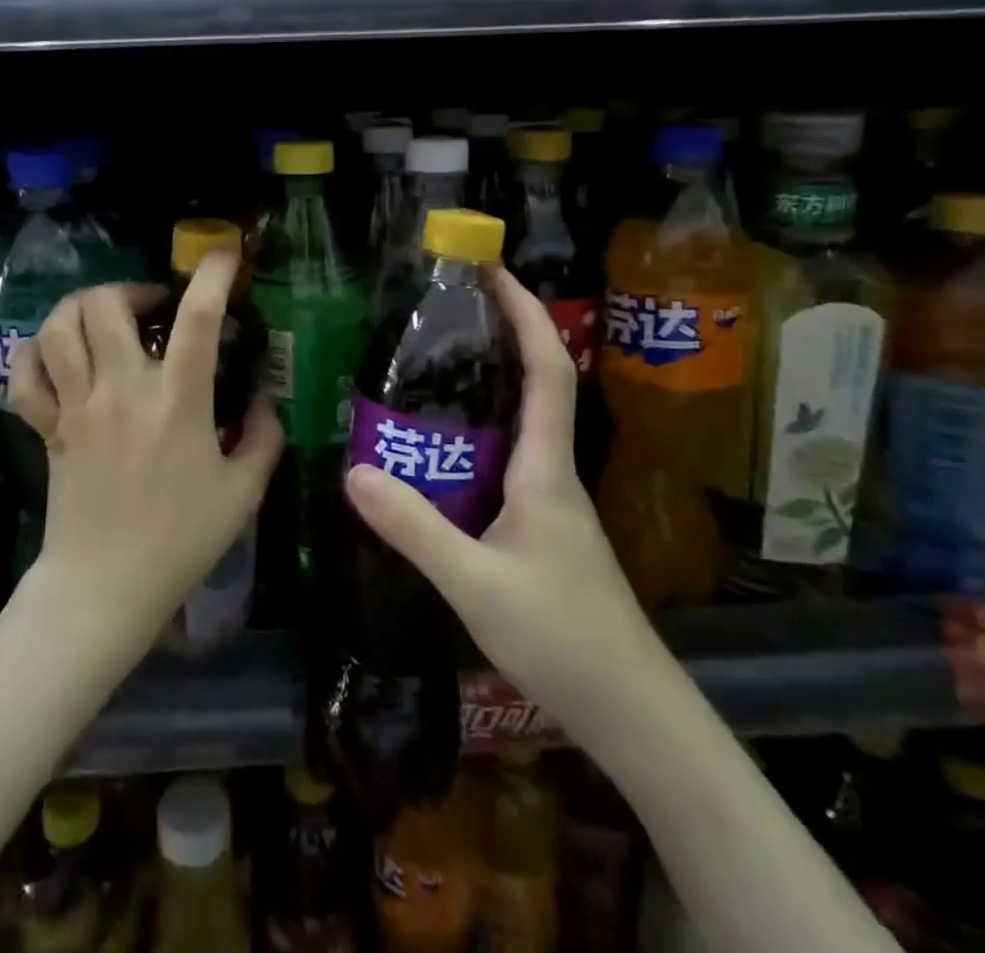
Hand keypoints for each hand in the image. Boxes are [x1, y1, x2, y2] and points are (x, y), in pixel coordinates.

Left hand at [6, 253, 283, 646]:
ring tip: (105, 318)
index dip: (213, 275)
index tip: (224, 256)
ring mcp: (77, 405)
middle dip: (132, 288)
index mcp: (177, 401)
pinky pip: (25, 373)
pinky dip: (36, 352)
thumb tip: (262, 398)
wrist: (105, 586)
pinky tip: (58, 354)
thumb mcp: (243, 492)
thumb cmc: (181, 540)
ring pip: (58, 327)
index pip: (196, 319)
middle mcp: (121, 390)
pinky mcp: (47, 426)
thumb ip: (262, 436)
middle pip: (106, 304)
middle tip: (153, 308)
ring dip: (82, 307)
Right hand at [343, 268, 663, 732]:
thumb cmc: (563, 637)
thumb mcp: (475, 582)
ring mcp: (549, 500)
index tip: (494, 273)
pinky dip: (475, 436)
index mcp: (545, 468)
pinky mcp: (540, 526)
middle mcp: (552, 471)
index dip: (526, 315)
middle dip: (501, 336)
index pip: (547, 370)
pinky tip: (438, 451)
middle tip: (445, 310)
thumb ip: (414, 527)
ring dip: (486, 385)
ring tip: (429, 368)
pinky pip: (505, 459)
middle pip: (535, 384)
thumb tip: (354, 470)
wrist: (631, 711)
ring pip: (519, 423)